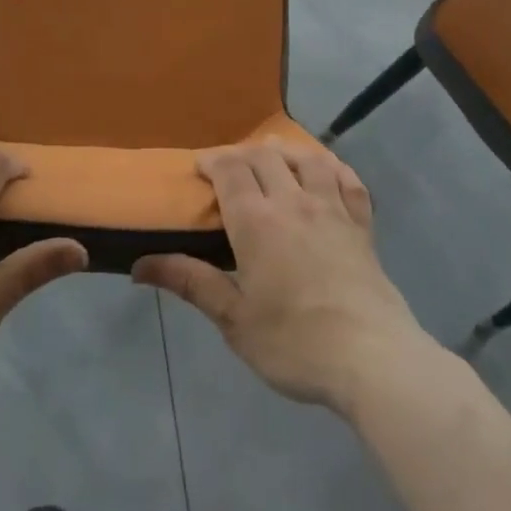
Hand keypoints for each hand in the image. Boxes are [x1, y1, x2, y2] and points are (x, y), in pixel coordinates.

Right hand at [133, 140, 424, 415]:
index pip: (230, 169)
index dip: (212, 160)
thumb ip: (190, 282)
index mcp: (256, 221)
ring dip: (284, 151)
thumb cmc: (293, 343)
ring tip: (273, 158)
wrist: (372, 359)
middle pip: (264, 156)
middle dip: (241, 154)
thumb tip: (138, 265)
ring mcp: (332, 210)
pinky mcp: (362, 226)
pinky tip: (325, 172)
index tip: (199, 167)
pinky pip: (348, 181)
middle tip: (228, 169)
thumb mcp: (233, 319)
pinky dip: (332, 168)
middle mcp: (293, 202)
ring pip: (307, 159)